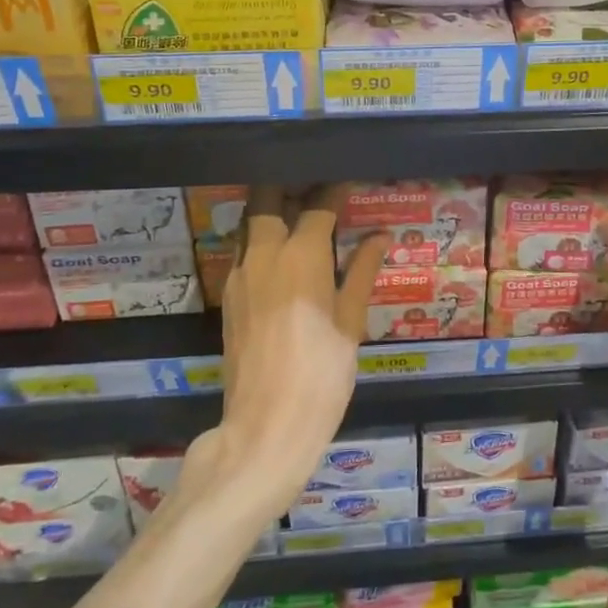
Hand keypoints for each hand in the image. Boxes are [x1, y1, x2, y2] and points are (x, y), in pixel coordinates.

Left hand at [184, 188, 388, 518]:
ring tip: (297, 216)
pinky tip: (281, 258)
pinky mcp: (227, 297)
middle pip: (267, 199)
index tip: (348, 180)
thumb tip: (380, 236)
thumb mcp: (351, 322)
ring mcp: (239, 275)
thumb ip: (362, 272)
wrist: (266, 426)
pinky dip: (260, 241)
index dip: (335, 190)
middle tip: (313, 189)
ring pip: (249, 225)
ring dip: (270, 212)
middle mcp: (264, 253)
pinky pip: (243, 253)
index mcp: (301, 255)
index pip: (319, 206)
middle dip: (289, 186)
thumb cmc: (322, 373)